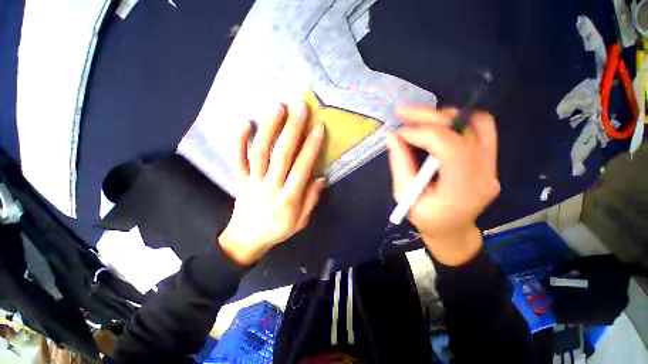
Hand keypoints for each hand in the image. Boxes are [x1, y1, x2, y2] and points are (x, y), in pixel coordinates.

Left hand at [219, 102, 325, 264]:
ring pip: (260, 152)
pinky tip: (245, 123)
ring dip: (269, 128)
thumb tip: (321, 177)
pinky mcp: (240, 180)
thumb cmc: (277, 230)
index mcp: (289, 198)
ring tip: (276, 107)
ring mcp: (253, 181)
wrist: (245, 240)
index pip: (302, 167)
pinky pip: (238, 159)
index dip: (311, 147)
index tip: (318, 127)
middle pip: (282, 154)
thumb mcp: (300, 221)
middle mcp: (271, 186)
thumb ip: (311, 199)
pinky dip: (239, 140)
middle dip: (292, 129)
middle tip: (299, 107)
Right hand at [387, 106, 499, 264]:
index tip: (400, 133)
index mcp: (461, 190)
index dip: (422, 133)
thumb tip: (393, 135)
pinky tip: (437, 124)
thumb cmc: (425, 218)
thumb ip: (399, 164)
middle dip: (429, 117)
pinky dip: (457, 121)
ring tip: (418, 119)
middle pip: (463, 130)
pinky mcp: (490, 160)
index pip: (450, 147)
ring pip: (476, 124)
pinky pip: (481, 129)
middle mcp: (484, 174)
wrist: (452, 230)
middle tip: (402, 112)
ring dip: (443, 116)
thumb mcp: (404, 195)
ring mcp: (492, 166)